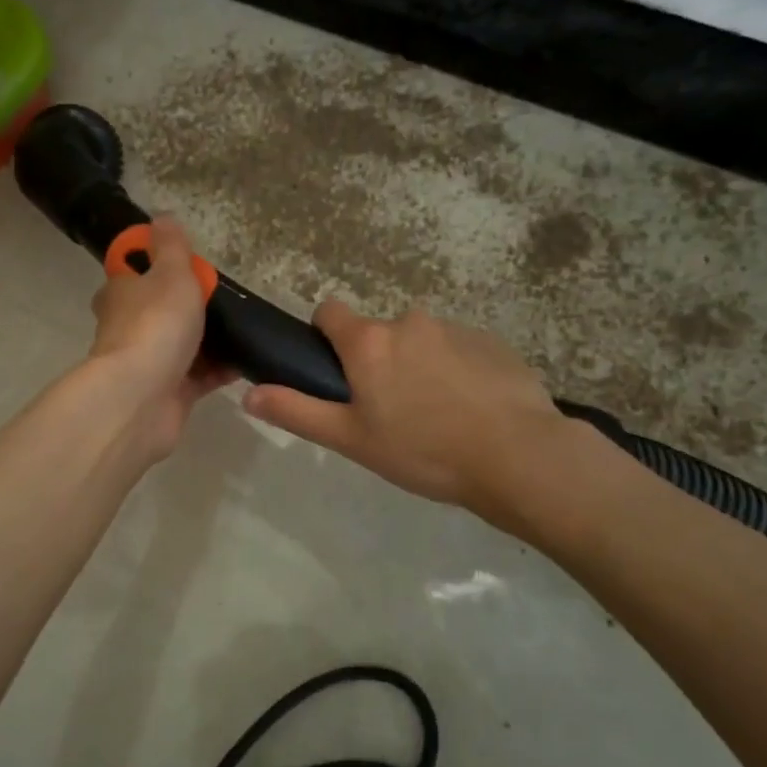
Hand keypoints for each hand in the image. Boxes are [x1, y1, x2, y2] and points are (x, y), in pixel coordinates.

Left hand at [83, 217, 234, 458]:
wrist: (142, 398)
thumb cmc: (156, 324)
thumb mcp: (171, 273)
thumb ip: (171, 247)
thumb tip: (161, 216)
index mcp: (121, 293)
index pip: (131, 271)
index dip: (154, 264)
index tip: (186, 263)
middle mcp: (128, 327)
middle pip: (158, 309)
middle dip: (186, 305)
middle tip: (224, 298)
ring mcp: (148, 363)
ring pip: (180, 344)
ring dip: (207, 340)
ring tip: (244, 328)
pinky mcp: (168, 394)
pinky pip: (199, 377)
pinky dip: (220, 370)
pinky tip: (247, 361)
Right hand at [242, 301, 570, 512]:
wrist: (517, 455)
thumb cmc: (422, 450)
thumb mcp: (350, 439)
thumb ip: (297, 412)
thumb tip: (249, 394)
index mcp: (369, 342)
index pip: (330, 311)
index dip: (325, 335)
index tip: (336, 370)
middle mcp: (409, 321)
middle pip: (378, 333)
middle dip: (377, 361)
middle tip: (390, 411)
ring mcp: (455, 328)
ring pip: (420, 341)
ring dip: (418, 366)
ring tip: (436, 416)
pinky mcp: (492, 342)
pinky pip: (459, 349)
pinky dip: (456, 371)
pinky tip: (470, 411)